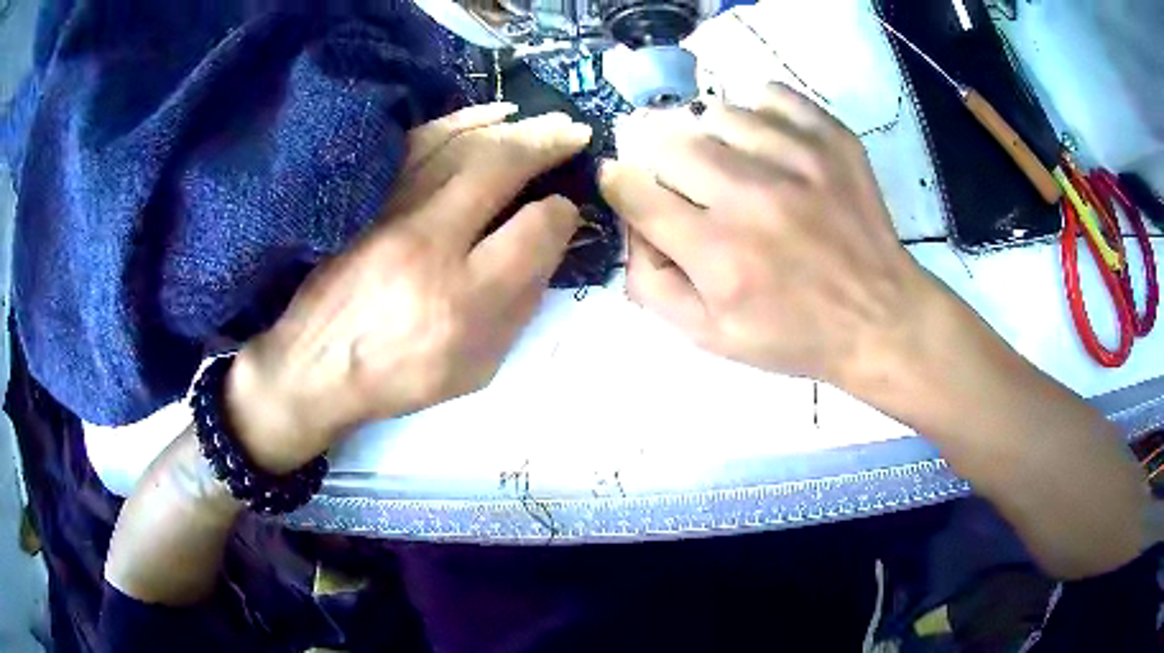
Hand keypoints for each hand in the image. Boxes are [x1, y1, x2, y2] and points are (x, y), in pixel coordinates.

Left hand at [227, 106, 591, 473]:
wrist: (317, 367)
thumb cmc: (401, 374)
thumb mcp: (476, 365)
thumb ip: (519, 303)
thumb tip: (548, 240)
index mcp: (463, 299)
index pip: (533, 231)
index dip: (560, 214)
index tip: (565, 209)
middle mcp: (428, 242)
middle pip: (497, 168)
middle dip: (545, 143)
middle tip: (574, 131)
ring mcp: (390, 212)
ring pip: (459, 145)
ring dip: (508, 126)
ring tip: (540, 118)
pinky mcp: (366, 198)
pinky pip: (418, 143)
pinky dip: (458, 122)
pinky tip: (486, 116)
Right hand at [602, 84, 935, 387]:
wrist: (880, 318)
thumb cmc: (794, 334)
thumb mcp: (710, 337)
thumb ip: (651, 285)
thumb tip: (630, 225)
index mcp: (718, 254)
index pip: (634, 191)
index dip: (620, 184)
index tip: (626, 184)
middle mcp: (753, 198)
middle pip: (669, 143)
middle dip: (661, 162)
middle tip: (682, 182)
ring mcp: (798, 159)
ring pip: (717, 113)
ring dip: (710, 137)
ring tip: (729, 163)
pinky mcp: (832, 140)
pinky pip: (773, 95)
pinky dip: (759, 111)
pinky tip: (766, 142)